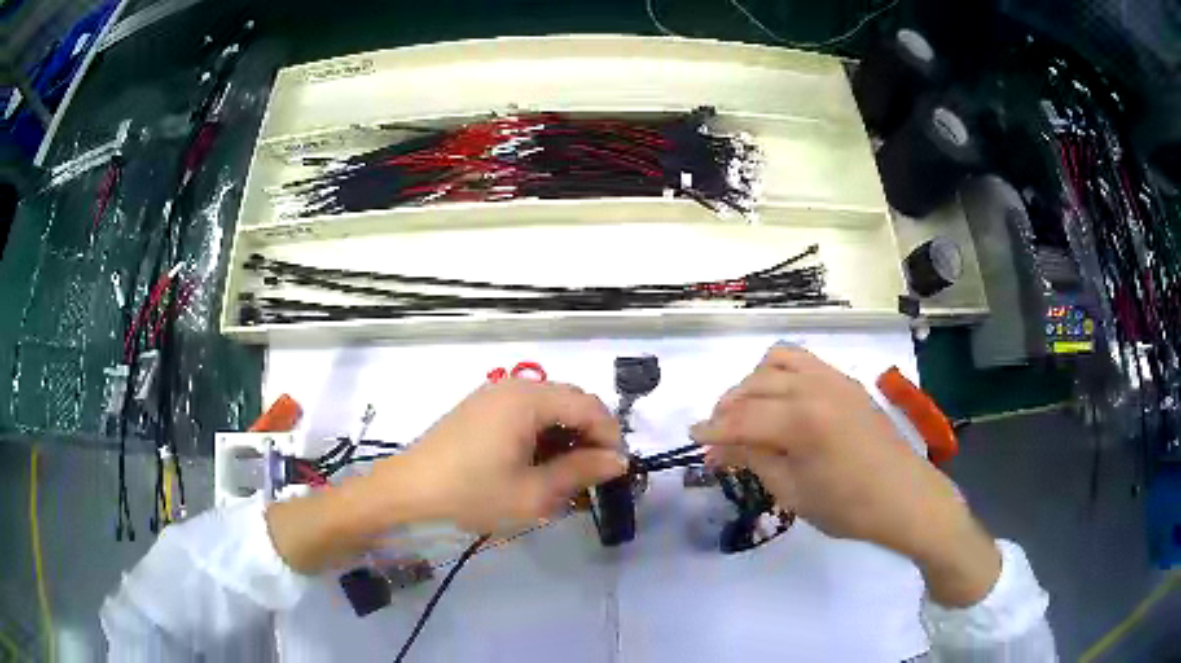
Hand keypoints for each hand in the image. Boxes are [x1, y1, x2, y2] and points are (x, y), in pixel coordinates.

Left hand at [393, 379, 627, 531]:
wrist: (409, 490)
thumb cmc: (473, 492)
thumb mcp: (534, 492)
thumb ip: (581, 472)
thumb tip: (618, 461)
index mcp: (529, 399)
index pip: (590, 407)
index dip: (610, 438)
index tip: (614, 473)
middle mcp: (515, 386)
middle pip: (571, 402)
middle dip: (589, 437)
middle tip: (592, 476)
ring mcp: (494, 394)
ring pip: (549, 408)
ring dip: (566, 437)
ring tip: (565, 476)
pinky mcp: (481, 407)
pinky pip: (525, 413)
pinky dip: (542, 435)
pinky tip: (536, 465)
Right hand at [690, 345, 999, 606]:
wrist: (904, 497)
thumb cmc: (848, 507)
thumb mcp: (793, 492)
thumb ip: (755, 460)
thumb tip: (720, 446)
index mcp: (802, 421)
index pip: (741, 419)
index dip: (712, 430)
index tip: (692, 439)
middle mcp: (815, 387)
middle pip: (754, 386)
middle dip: (727, 408)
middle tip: (718, 438)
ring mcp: (834, 378)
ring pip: (776, 361)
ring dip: (753, 383)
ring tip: (746, 411)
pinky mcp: (846, 381)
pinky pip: (803, 360)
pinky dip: (780, 372)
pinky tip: (779, 399)